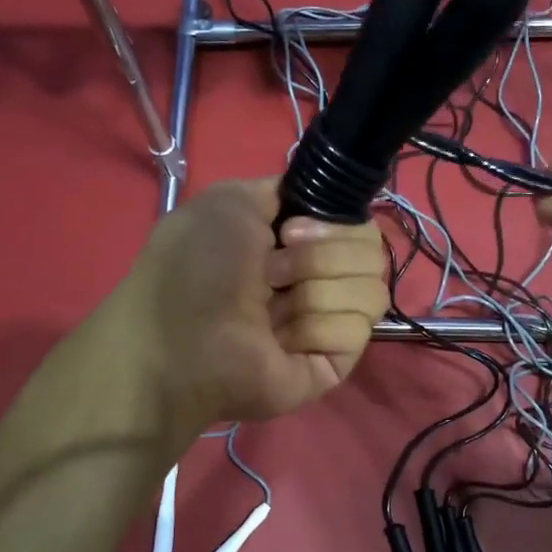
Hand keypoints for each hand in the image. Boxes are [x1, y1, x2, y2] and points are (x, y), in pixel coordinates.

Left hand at [122, 178, 389, 424]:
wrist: (180, 338)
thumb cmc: (196, 268)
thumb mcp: (229, 201)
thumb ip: (280, 190)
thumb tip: (314, 202)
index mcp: (297, 244)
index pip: (357, 224)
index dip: (333, 221)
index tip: (290, 230)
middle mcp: (318, 279)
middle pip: (372, 253)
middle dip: (321, 255)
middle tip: (271, 272)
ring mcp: (329, 322)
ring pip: (371, 289)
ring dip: (316, 290)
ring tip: (271, 310)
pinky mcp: (335, 362)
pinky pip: (358, 329)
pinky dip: (317, 327)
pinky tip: (282, 341)